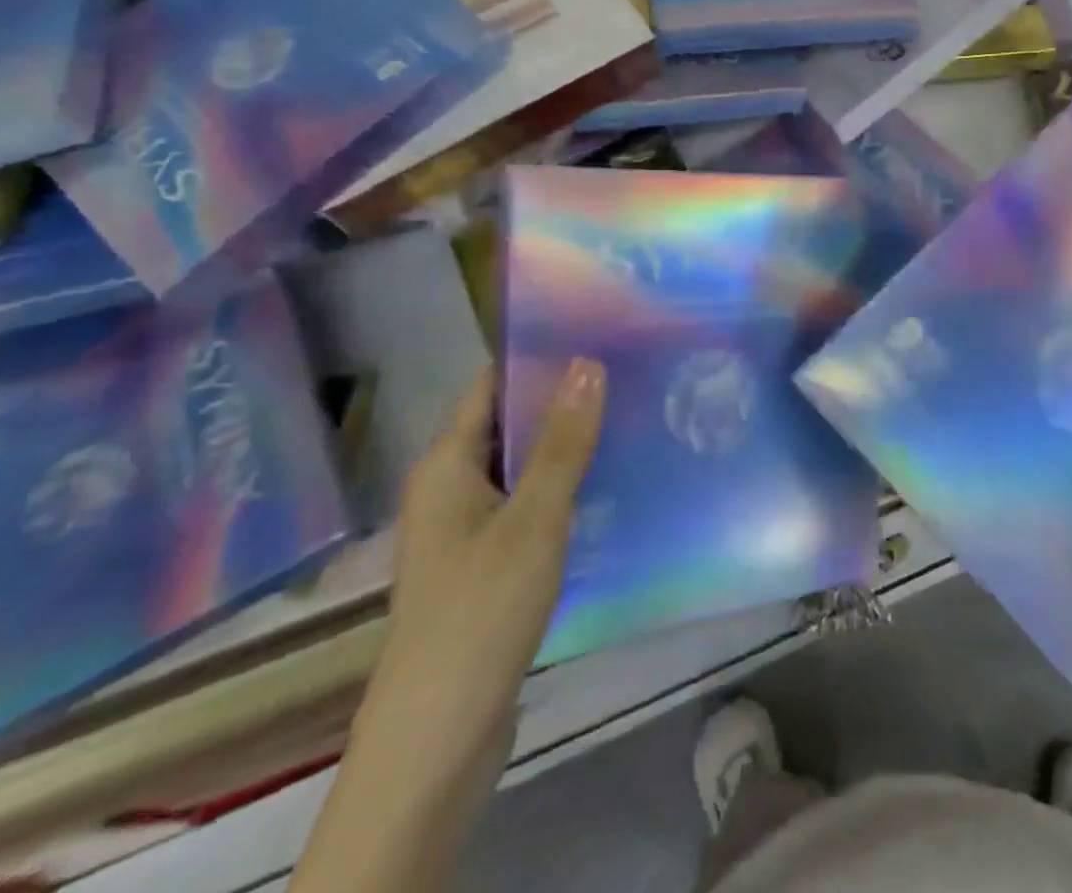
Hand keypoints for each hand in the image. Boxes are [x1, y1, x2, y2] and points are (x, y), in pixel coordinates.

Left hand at [352, 359, 604, 798]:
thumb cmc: (481, 608)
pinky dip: (561, 491)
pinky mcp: (486, 565)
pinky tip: (610, 485)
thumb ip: (563, 441)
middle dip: (562, 402)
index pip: (492, 385)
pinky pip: (526, 507)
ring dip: (566, 448)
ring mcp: (466, 530)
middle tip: (628, 375)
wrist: (439, 735)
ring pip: (522, 469)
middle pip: (509, 425)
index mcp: (447, 464)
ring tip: (631, 419)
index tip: (597, 336)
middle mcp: (450, 488)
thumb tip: (588, 362)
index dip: (539, 358)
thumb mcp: (534, 517)